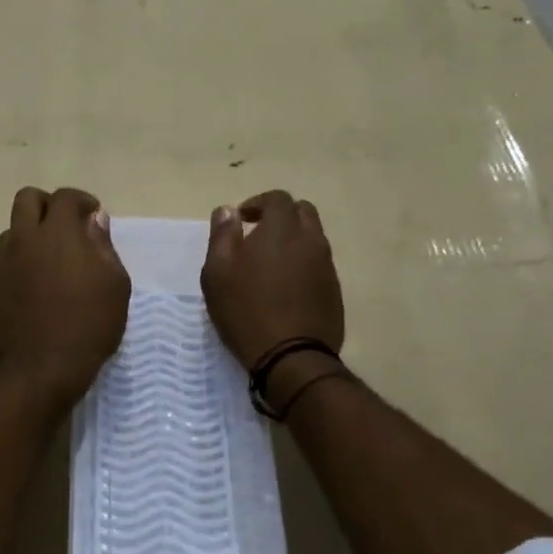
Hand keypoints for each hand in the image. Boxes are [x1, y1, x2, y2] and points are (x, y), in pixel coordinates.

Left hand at [0, 187, 130, 413]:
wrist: (40, 369)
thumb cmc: (88, 326)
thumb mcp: (114, 285)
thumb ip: (103, 246)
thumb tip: (93, 220)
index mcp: (58, 233)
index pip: (65, 196)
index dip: (81, 201)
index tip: (93, 216)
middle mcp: (24, 239)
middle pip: (27, 199)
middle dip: (48, 206)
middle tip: (65, 228)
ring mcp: (1, 262)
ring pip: (12, 232)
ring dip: (30, 236)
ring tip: (47, 262)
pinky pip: (1, 263)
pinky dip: (17, 265)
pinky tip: (30, 289)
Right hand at [201, 190, 344, 369]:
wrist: (291, 356)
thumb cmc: (246, 309)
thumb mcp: (218, 271)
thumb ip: (222, 235)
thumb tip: (227, 210)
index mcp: (282, 229)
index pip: (277, 198)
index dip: (257, 203)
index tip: (241, 220)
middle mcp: (311, 240)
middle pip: (302, 212)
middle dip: (280, 216)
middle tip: (257, 235)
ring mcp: (327, 266)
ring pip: (313, 238)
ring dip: (293, 240)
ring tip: (270, 263)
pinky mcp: (334, 290)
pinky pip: (319, 264)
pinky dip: (303, 264)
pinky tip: (285, 287)